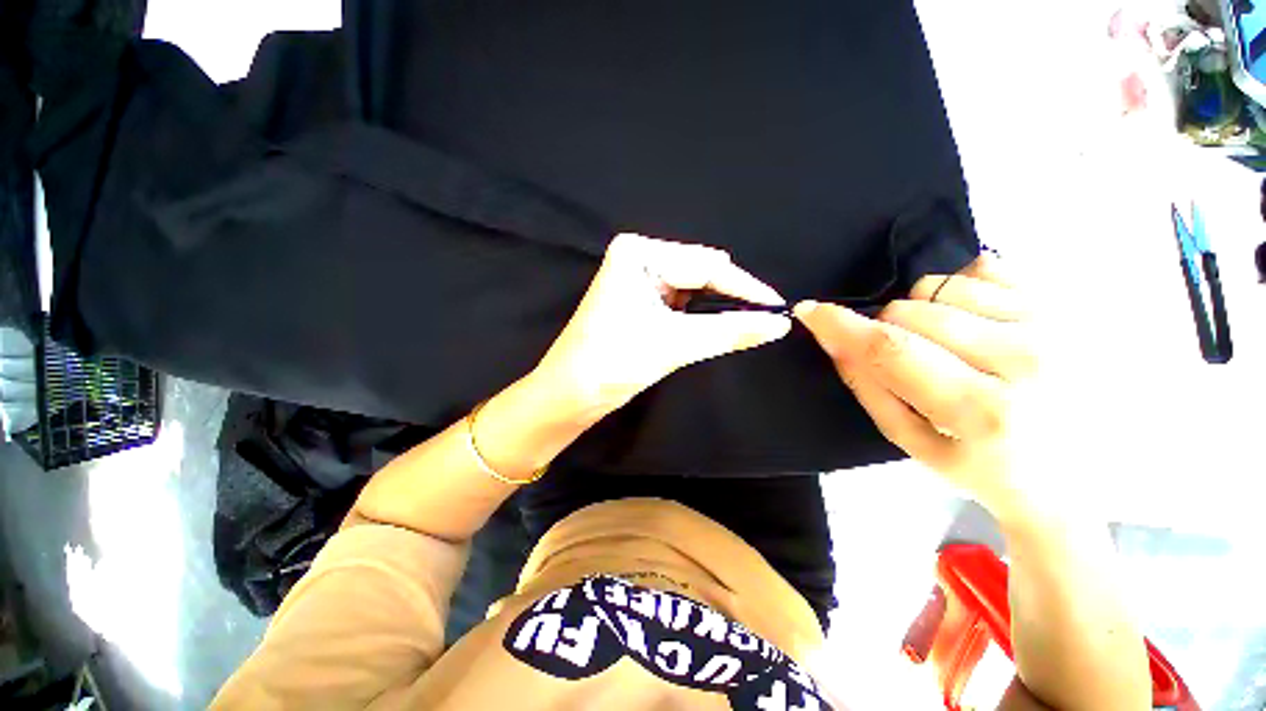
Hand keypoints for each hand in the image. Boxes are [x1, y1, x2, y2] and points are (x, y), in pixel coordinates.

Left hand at [532, 234, 791, 419]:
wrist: (570, 393)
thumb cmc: (614, 363)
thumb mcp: (676, 344)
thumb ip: (730, 331)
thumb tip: (779, 323)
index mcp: (639, 254)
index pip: (706, 265)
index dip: (745, 287)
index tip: (779, 306)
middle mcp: (638, 257)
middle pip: (699, 272)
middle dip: (730, 295)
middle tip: (765, 317)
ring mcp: (637, 277)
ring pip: (691, 286)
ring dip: (715, 305)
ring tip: (744, 321)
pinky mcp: (638, 298)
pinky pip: (679, 299)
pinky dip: (698, 313)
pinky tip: (713, 323)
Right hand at [795, 255, 1043, 522]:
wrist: (1082, 474)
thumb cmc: (988, 469)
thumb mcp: (915, 444)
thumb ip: (870, 388)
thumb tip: (836, 339)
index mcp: (983, 411)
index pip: (890, 348)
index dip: (841, 325)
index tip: (809, 311)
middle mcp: (1026, 359)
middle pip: (908, 312)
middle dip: (888, 330)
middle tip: (908, 359)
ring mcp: (1054, 323)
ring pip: (939, 286)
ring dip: (923, 311)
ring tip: (948, 344)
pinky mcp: (1066, 303)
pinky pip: (982, 268)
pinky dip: (959, 290)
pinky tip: (976, 322)